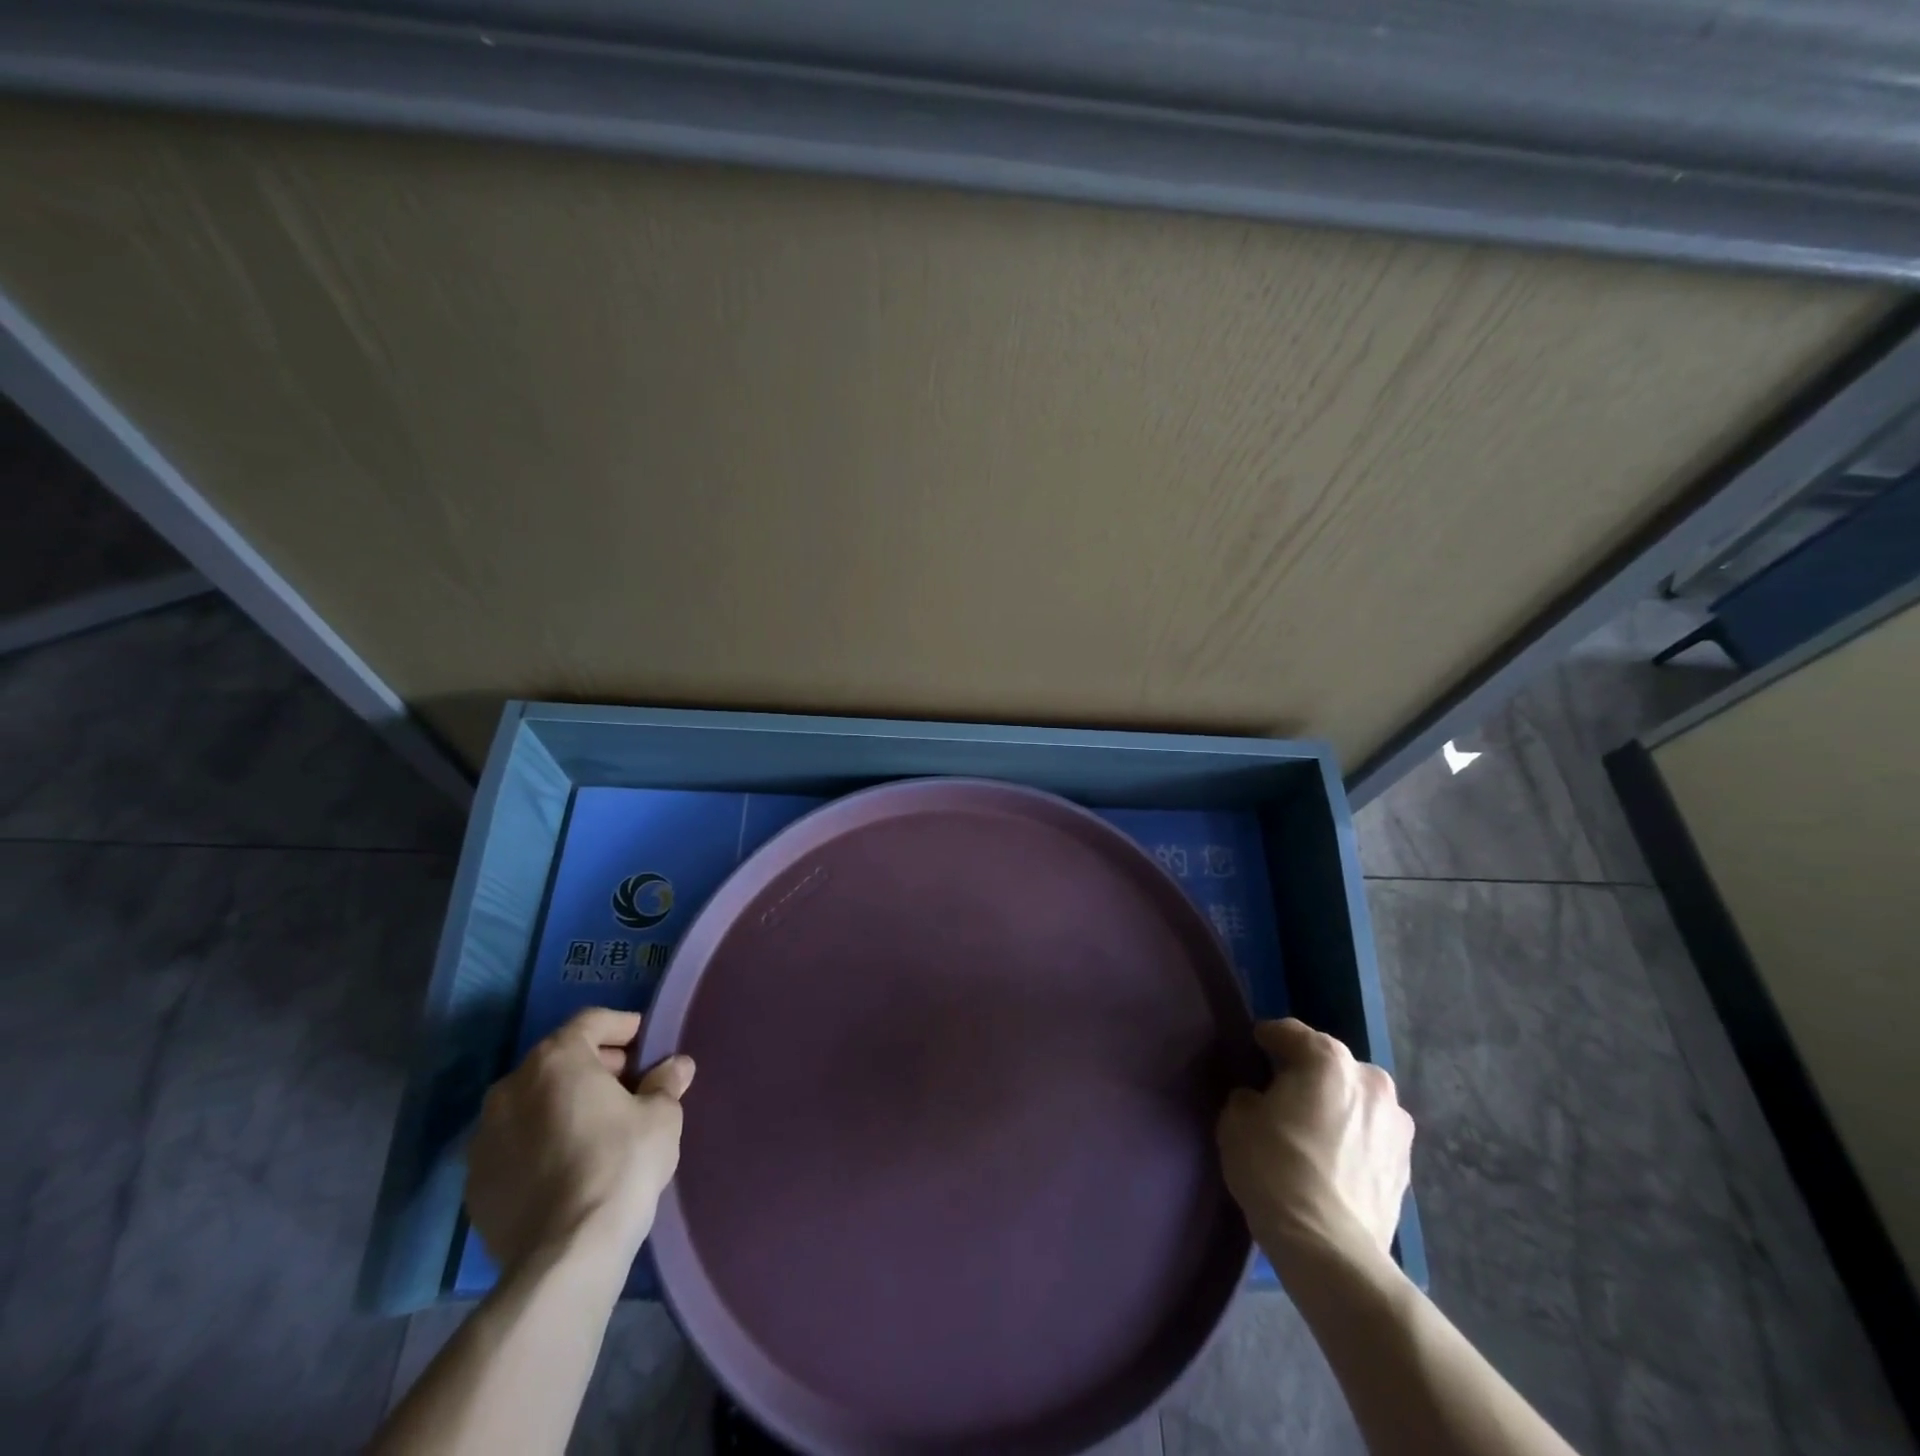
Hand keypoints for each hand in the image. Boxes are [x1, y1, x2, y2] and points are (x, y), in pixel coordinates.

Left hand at [466, 1008, 694, 1277]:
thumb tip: (677, 1066)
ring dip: (562, 1103)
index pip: (591, 1021)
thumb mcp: (661, 1117)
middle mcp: (511, 1087)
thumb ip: (666, 1083)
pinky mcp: (474, 1182)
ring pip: (531, 1102)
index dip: (622, 1027)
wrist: (564, 1255)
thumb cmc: (620, 1165)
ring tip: (597, 1126)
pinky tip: (567, 1164)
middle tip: (628, 1085)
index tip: (645, 1043)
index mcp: (556, 1060)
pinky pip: (514, 1143)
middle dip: (594, 1065)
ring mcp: (484, 1137)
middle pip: (558, 1059)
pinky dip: (539, 1141)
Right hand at [1217, 1018, 1412, 1278]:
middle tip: (1281, 1093)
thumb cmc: (1275, 1169)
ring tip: (1311, 1131)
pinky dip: (1352, 1139)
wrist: (1330, 1248)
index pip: (1291, 1033)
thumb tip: (1260, 1101)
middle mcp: (1370, 1081)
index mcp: (1328, 1060)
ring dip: (1336, 1107)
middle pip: (1330, 1065)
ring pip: (1356, 1100)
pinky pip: (1370, 1136)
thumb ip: (1249, 1098)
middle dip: (1308, 1073)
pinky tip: (1332, 1161)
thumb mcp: (1237, 1121)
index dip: (1268, 1038)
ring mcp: (1396, 1125)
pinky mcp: (1406, 1166)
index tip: (1254, 1046)